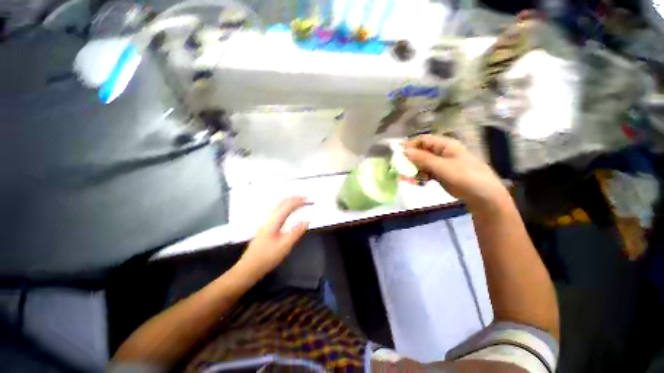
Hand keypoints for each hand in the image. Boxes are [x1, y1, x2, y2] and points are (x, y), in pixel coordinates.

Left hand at [238, 197, 309, 278]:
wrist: (249, 268)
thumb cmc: (267, 257)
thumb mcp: (284, 246)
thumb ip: (296, 233)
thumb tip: (306, 221)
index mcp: (274, 221)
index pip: (288, 206)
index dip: (299, 201)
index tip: (309, 200)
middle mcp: (269, 218)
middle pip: (282, 203)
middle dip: (294, 198)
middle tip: (305, 198)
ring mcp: (266, 222)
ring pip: (278, 206)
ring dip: (289, 202)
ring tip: (299, 202)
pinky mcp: (265, 227)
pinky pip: (277, 211)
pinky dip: (285, 207)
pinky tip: (288, 212)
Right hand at [404, 134, 508, 208]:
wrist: (483, 196)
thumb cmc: (466, 177)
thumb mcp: (443, 167)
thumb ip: (423, 159)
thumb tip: (405, 151)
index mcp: (446, 145)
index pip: (424, 140)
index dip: (411, 144)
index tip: (398, 152)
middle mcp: (442, 152)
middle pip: (422, 151)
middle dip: (411, 158)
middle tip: (400, 167)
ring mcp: (441, 164)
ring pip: (423, 162)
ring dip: (415, 169)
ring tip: (408, 177)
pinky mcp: (441, 174)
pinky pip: (427, 172)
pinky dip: (421, 176)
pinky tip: (418, 181)